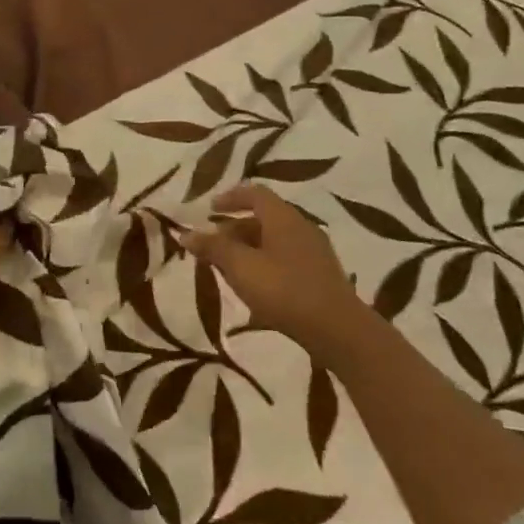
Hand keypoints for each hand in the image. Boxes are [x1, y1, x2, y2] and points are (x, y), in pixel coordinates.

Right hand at [180, 185, 373, 364]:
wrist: (338, 330)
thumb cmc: (284, 290)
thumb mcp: (241, 268)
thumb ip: (213, 248)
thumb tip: (186, 233)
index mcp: (283, 217)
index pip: (255, 193)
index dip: (230, 198)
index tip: (210, 210)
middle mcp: (301, 227)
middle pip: (263, 218)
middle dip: (235, 229)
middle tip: (214, 248)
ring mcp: (314, 251)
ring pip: (274, 240)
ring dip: (249, 249)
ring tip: (230, 271)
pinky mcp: (320, 275)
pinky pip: (286, 258)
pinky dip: (265, 264)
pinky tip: (256, 289)